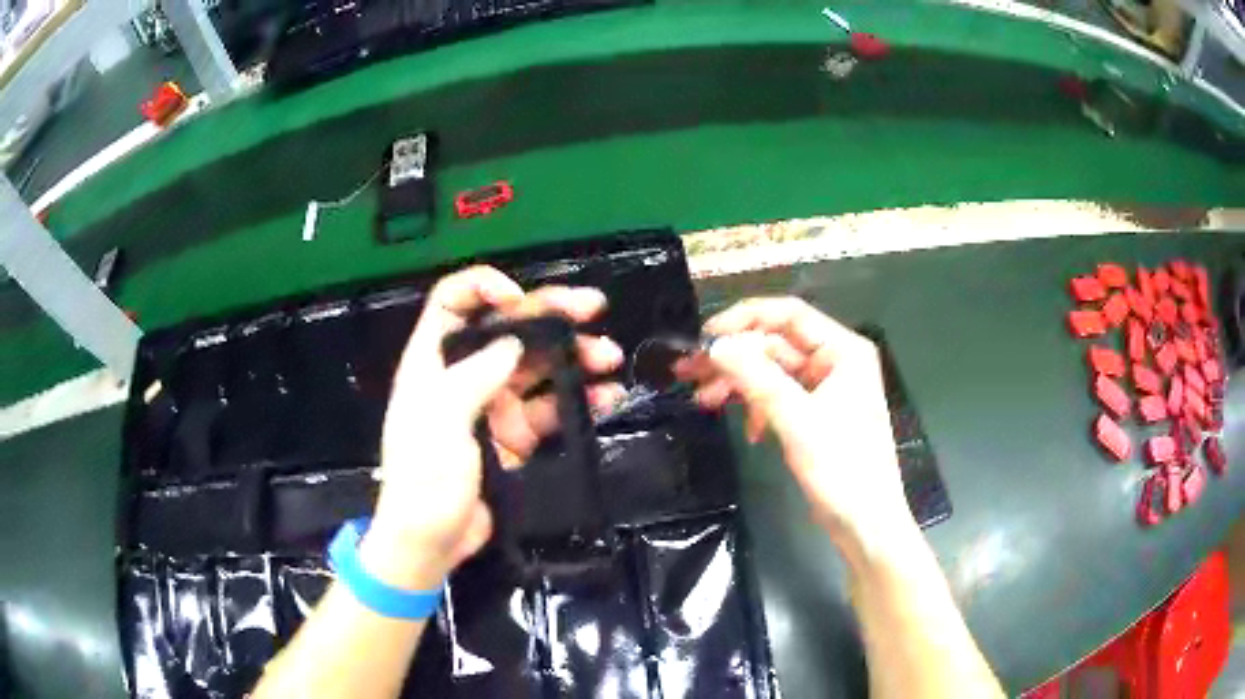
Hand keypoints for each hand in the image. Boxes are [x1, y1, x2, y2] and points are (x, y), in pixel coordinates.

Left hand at [361, 266, 624, 589]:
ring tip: (609, 358)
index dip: (483, 288)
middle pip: (508, 330)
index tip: (519, 298)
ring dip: (574, 357)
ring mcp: (492, 406)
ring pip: (538, 368)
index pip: (452, 302)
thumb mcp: (440, 423)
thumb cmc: (423, 480)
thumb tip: (513, 344)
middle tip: (593, 307)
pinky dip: (580, 401)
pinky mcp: (515, 437)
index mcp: (433, 362)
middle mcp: (464, 375)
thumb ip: (474, 377)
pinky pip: (552, 409)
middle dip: (550, 314)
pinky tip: (607, 397)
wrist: (431, 544)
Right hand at [678, 297, 915, 558]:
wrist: (865, 525)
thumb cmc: (843, 470)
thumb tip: (716, 346)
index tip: (705, 338)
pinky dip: (758, 408)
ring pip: (773, 371)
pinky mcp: (816, 414)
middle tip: (689, 372)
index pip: (789, 315)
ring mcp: (826, 388)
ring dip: (739, 384)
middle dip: (735, 358)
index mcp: (843, 350)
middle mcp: (835, 361)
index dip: (745, 320)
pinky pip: (779, 397)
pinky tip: (750, 432)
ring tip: (703, 400)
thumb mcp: (798, 421)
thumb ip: (758, 378)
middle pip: (776, 344)